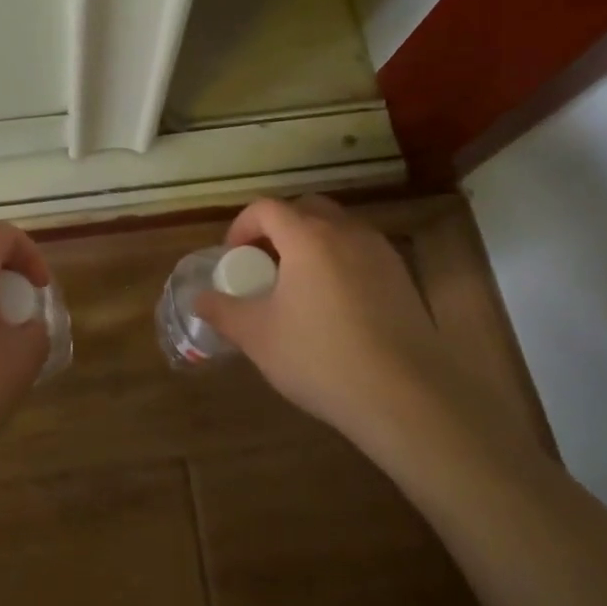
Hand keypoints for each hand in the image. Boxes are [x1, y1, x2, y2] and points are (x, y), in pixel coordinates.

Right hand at [193, 196, 501, 471]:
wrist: (407, 398)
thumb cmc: (321, 358)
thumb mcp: (258, 337)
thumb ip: (223, 311)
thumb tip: (199, 299)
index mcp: (307, 237)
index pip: (266, 208)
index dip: (241, 226)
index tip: (233, 257)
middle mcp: (346, 232)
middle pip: (305, 208)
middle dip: (278, 227)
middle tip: (264, 263)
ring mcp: (380, 252)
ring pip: (337, 228)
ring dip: (311, 242)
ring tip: (298, 285)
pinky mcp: (403, 277)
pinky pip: (361, 252)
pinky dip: (339, 261)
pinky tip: (335, 305)